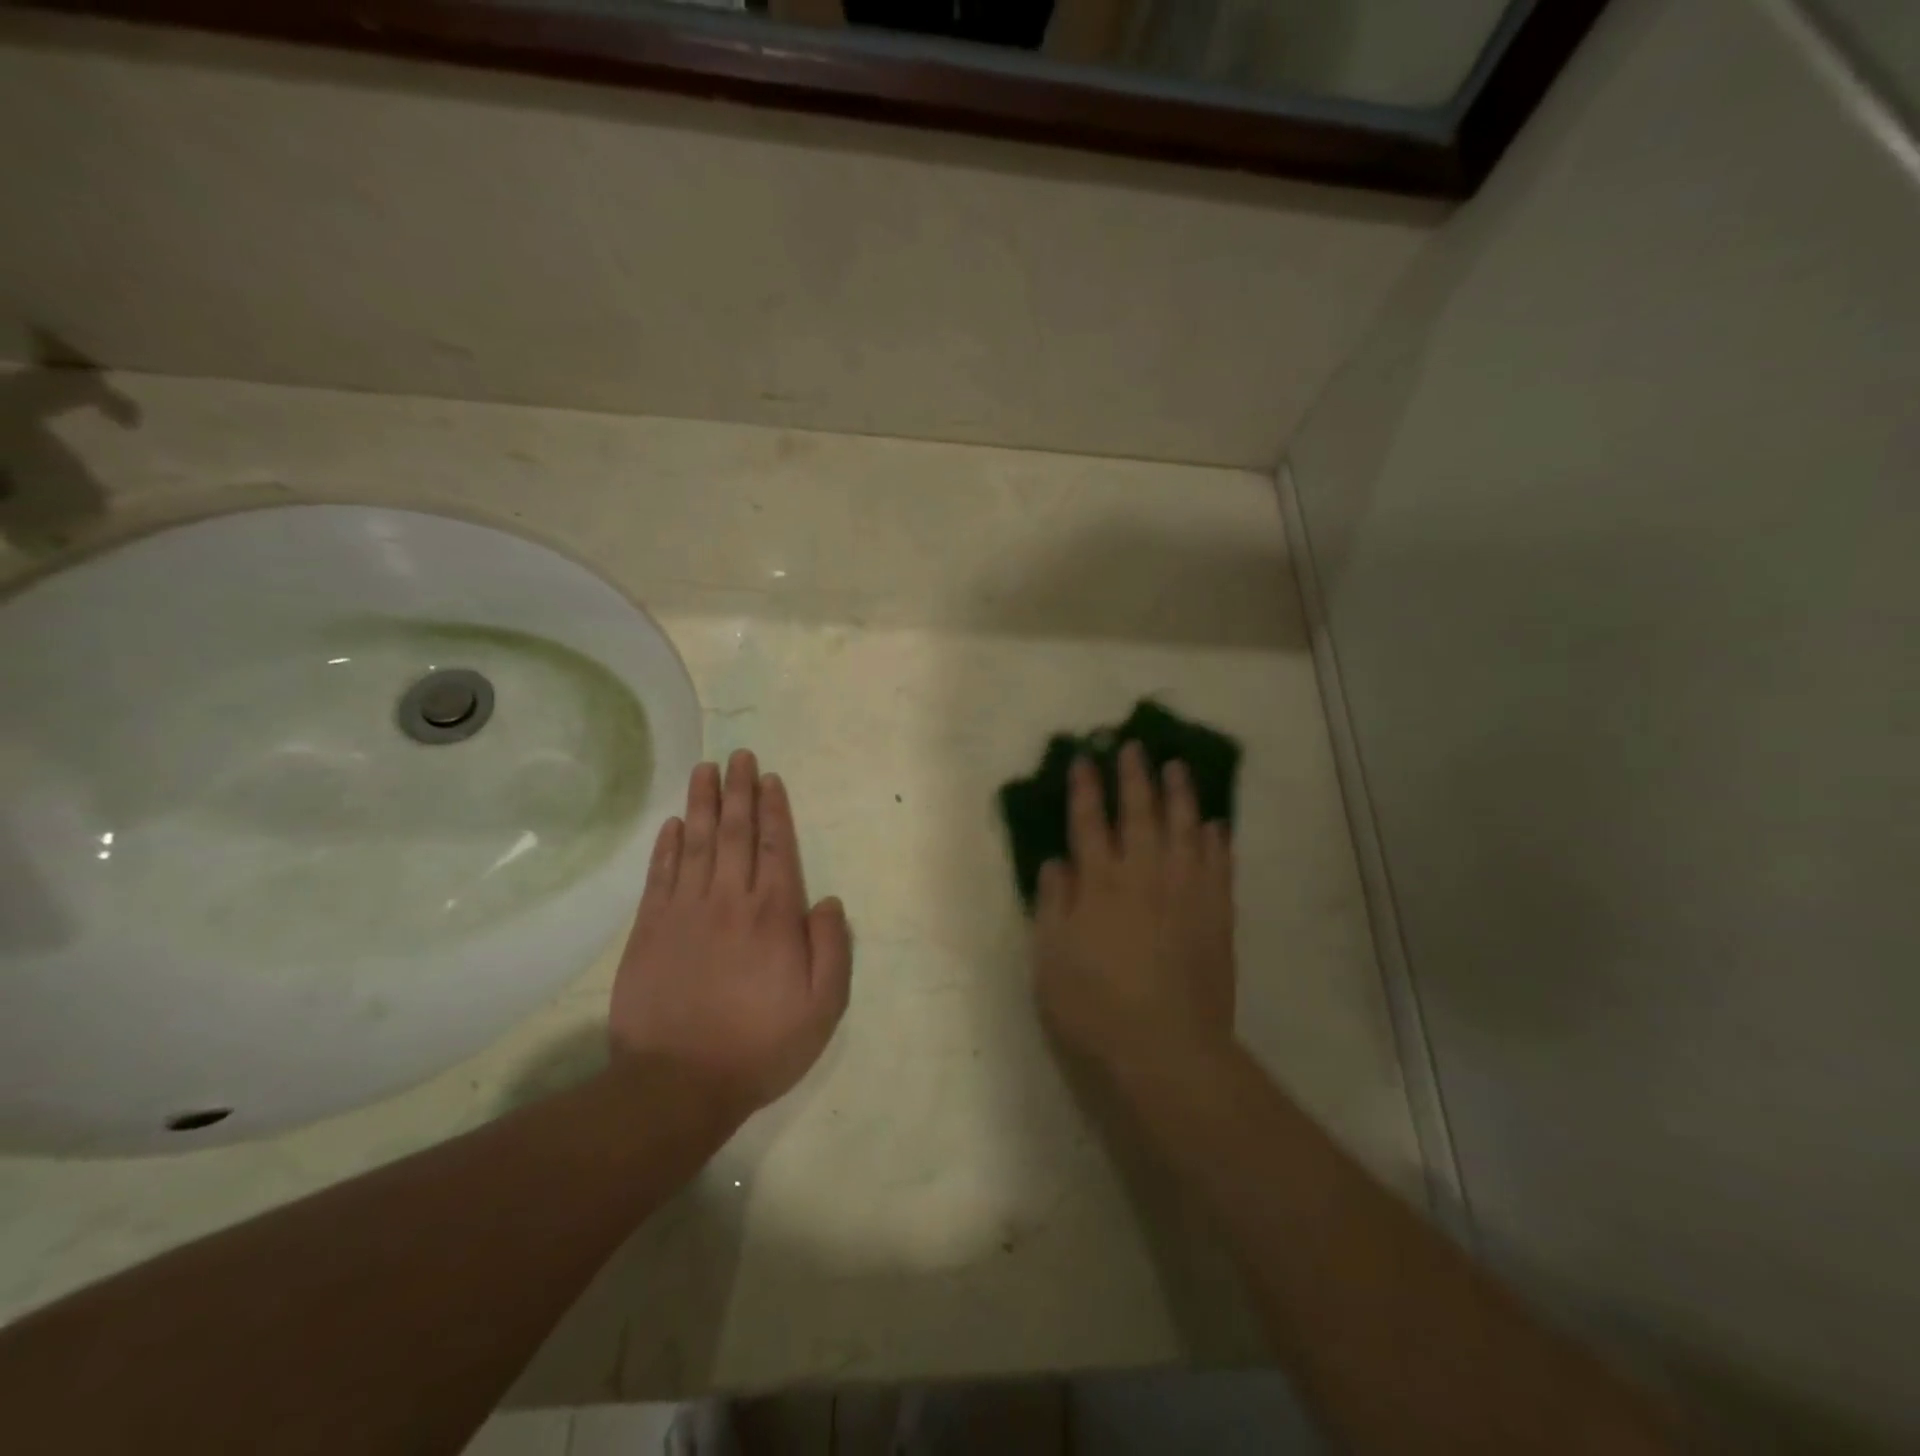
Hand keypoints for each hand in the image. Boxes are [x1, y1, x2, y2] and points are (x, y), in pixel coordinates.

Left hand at [611, 751, 852, 1124]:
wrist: (677, 1084)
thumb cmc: (760, 1045)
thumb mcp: (823, 1007)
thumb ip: (831, 948)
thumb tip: (828, 899)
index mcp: (773, 914)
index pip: (774, 846)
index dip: (773, 809)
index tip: (769, 778)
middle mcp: (729, 900)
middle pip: (734, 832)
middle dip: (738, 790)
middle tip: (738, 756)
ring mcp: (685, 911)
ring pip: (695, 843)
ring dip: (701, 803)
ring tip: (704, 770)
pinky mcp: (650, 929)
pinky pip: (660, 875)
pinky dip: (666, 845)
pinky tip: (672, 823)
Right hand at [1032, 742, 1235, 1085]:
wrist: (1168, 1047)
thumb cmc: (1096, 1006)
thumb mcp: (1050, 958)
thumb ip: (1052, 904)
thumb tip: (1055, 861)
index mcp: (1100, 883)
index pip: (1090, 822)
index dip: (1085, 789)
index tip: (1084, 759)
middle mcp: (1144, 874)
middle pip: (1140, 813)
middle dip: (1134, 777)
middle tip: (1133, 746)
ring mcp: (1186, 891)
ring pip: (1184, 828)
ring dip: (1179, 794)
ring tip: (1176, 767)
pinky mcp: (1217, 913)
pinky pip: (1218, 864)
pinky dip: (1216, 840)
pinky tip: (1214, 823)